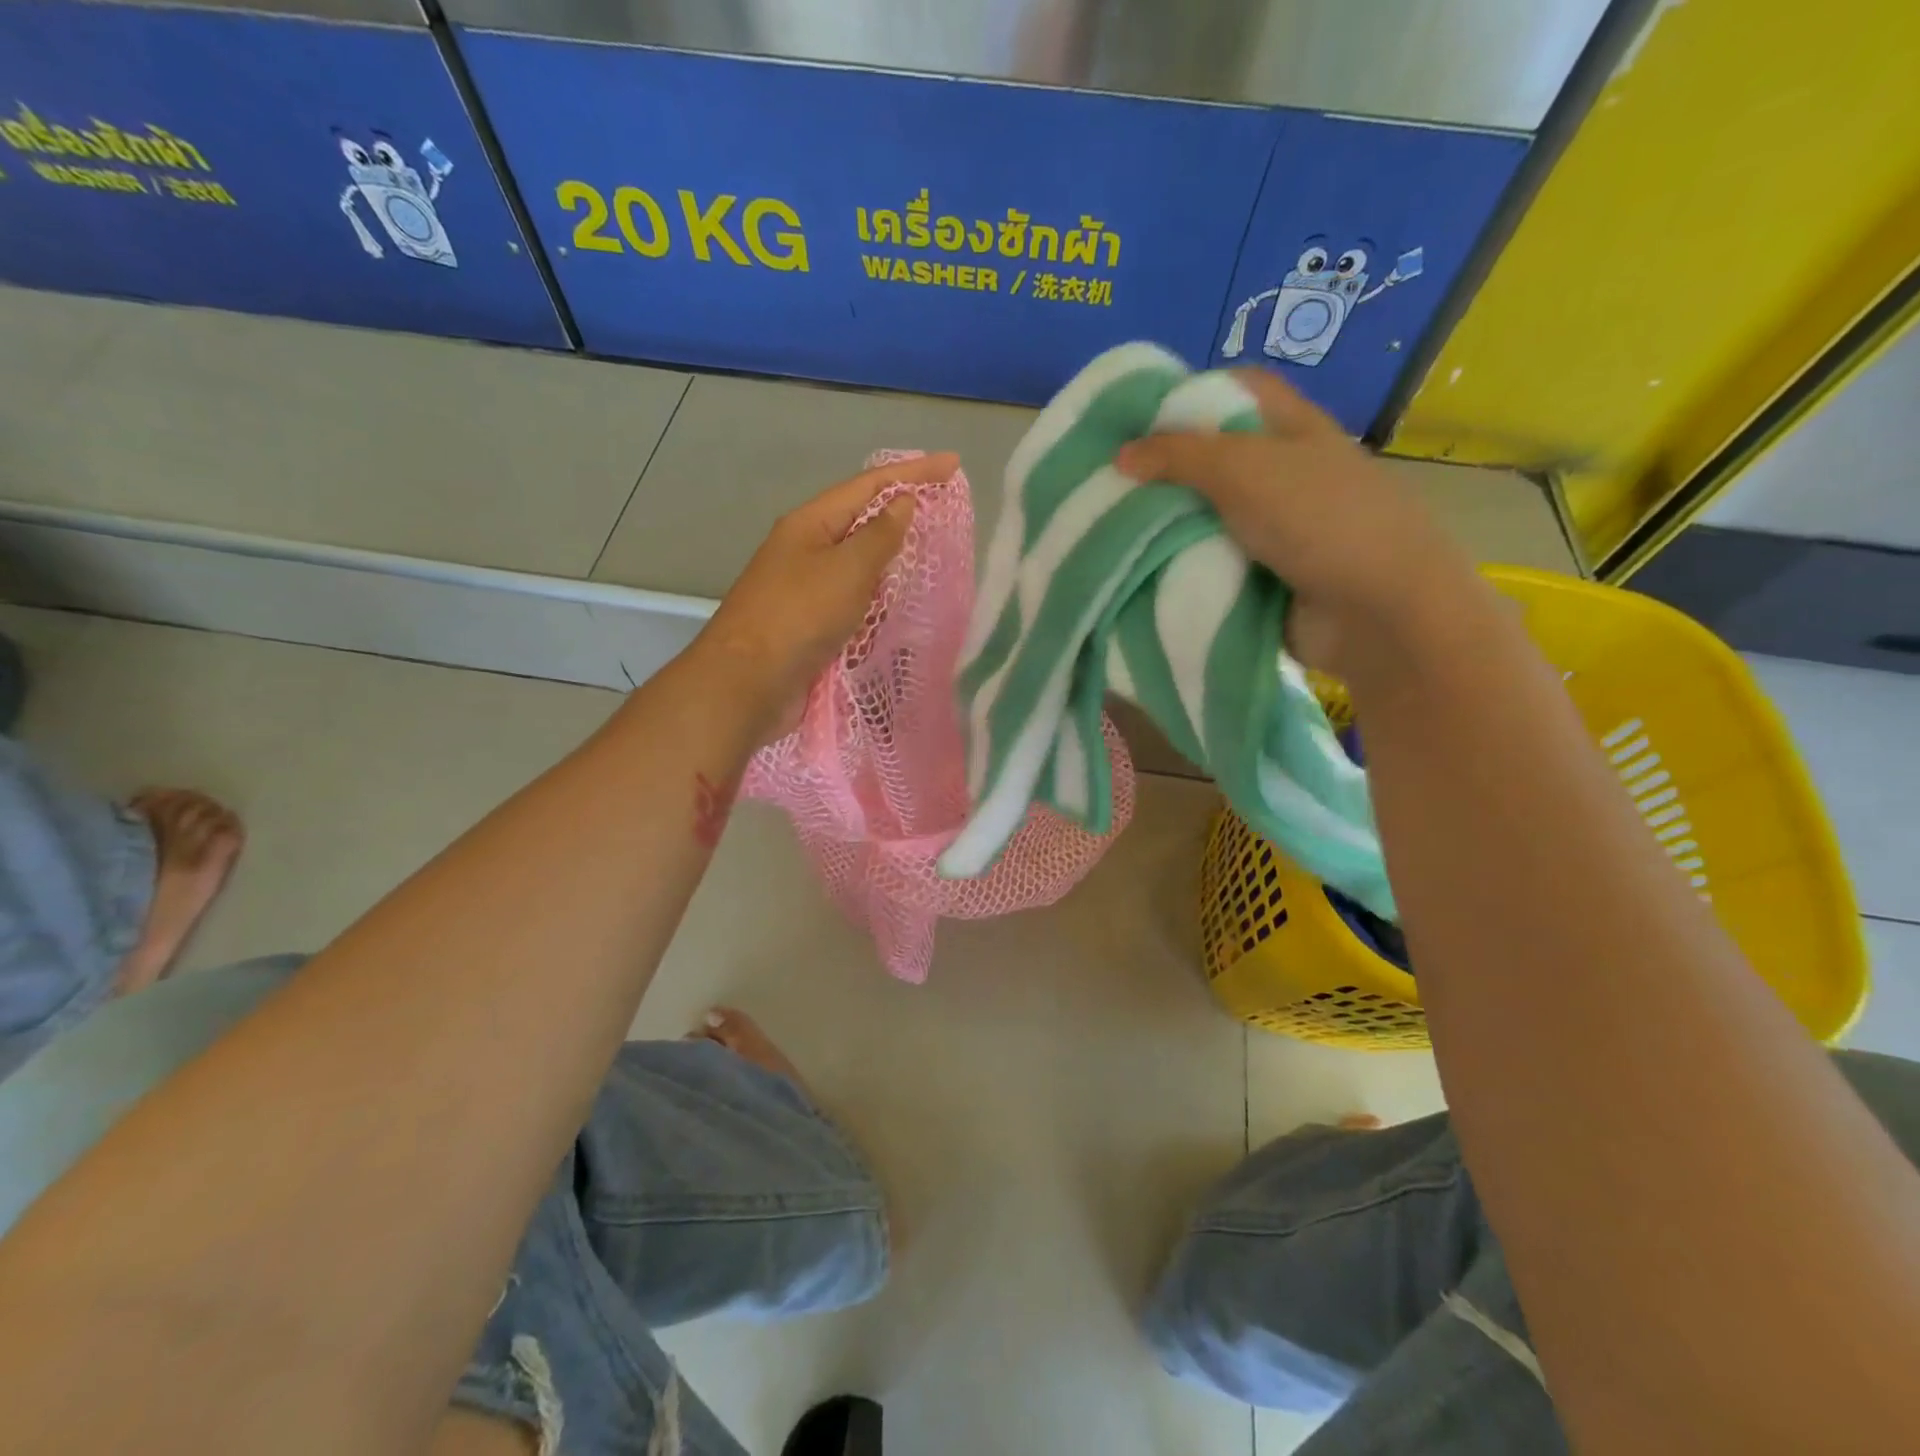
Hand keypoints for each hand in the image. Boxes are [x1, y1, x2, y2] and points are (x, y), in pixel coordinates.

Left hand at [694, 452, 957, 740]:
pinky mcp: (810, 626)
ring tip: (930, 555)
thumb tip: (903, 501)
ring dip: (890, 559)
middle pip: (861, 521)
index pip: (869, 486)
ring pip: (857, 565)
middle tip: (944, 510)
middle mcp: (806, 550)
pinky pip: (852, 602)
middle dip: (901, 513)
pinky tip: (899, 605)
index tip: (953, 464)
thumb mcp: (847, 568)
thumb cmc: (799, 616)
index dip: (913, 473)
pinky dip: (877, 599)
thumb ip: (880, 535)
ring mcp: (806, 589)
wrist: (749, 684)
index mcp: (810, 524)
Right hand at [1115, 370, 1476, 679]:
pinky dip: (1184, 566)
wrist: (1375, 613)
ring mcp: (1277, 530)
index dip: (1192, 395)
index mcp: (1295, 429)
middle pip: (1216, 459)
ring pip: (1210, 516)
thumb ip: (1179, 456)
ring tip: (1114, 529)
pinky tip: (1143, 569)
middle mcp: (1286, 474)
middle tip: (1111, 483)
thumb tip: (1122, 454)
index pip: (1239, 389)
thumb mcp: (1244, 470)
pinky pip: (1214, 563)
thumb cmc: (1319, 520)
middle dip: (1167, 469)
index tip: (1139, 421)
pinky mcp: (1265, 578)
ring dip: (1170, 525)